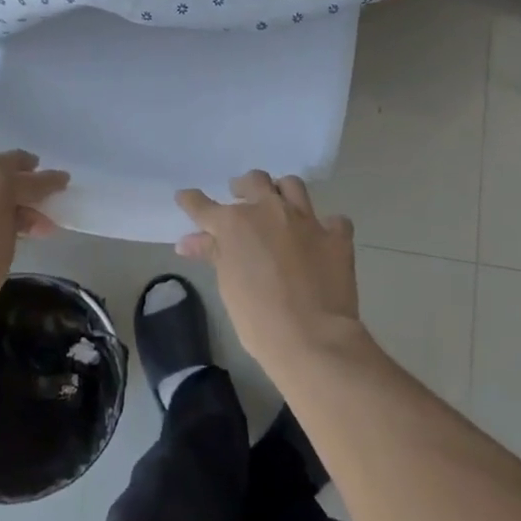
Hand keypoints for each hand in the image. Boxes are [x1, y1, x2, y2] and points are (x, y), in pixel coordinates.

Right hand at [175, 171, 361, 372]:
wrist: (312, 338)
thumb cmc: (258, 319)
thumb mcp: (228, 285)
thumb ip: (212, 254)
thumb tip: (188, 241)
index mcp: (236, 223)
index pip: (204, 206)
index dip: (192, 201)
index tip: (185, 197)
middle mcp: (270, 210)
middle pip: (254, 182)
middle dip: (244, 186)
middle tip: (240, 196)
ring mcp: (306, 219)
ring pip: (292, 186)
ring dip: (282, 191)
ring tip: (279, 204)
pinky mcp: (336, 235)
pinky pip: (333, 220)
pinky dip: (326, 226)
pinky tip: (322, 237)